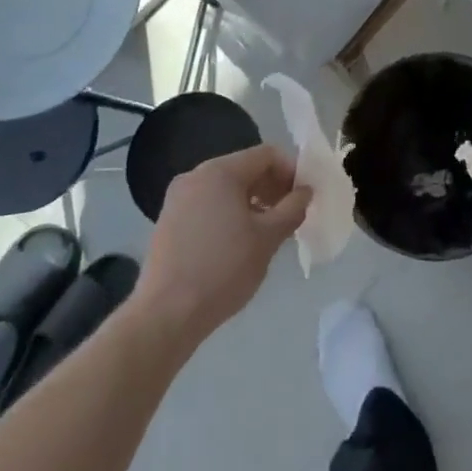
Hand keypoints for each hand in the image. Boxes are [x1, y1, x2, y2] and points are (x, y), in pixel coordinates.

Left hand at [135, 145, 309, 348]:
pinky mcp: (169, 220)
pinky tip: (239, 242)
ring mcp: (178, 198)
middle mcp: (195, 175)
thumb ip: (292, 209)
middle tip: (291, 215)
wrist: (166, 315)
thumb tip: (305, 192)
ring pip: (226, 187)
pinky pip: (209, 204)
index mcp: (220, 171)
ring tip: (268, 231)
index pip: (267, 155)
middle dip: (273, 187)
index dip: (292, 171)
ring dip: (253, 201)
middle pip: (245, 168)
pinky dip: (230, 213)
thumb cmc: (223, 270)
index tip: (305, 198)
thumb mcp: (268, 239)